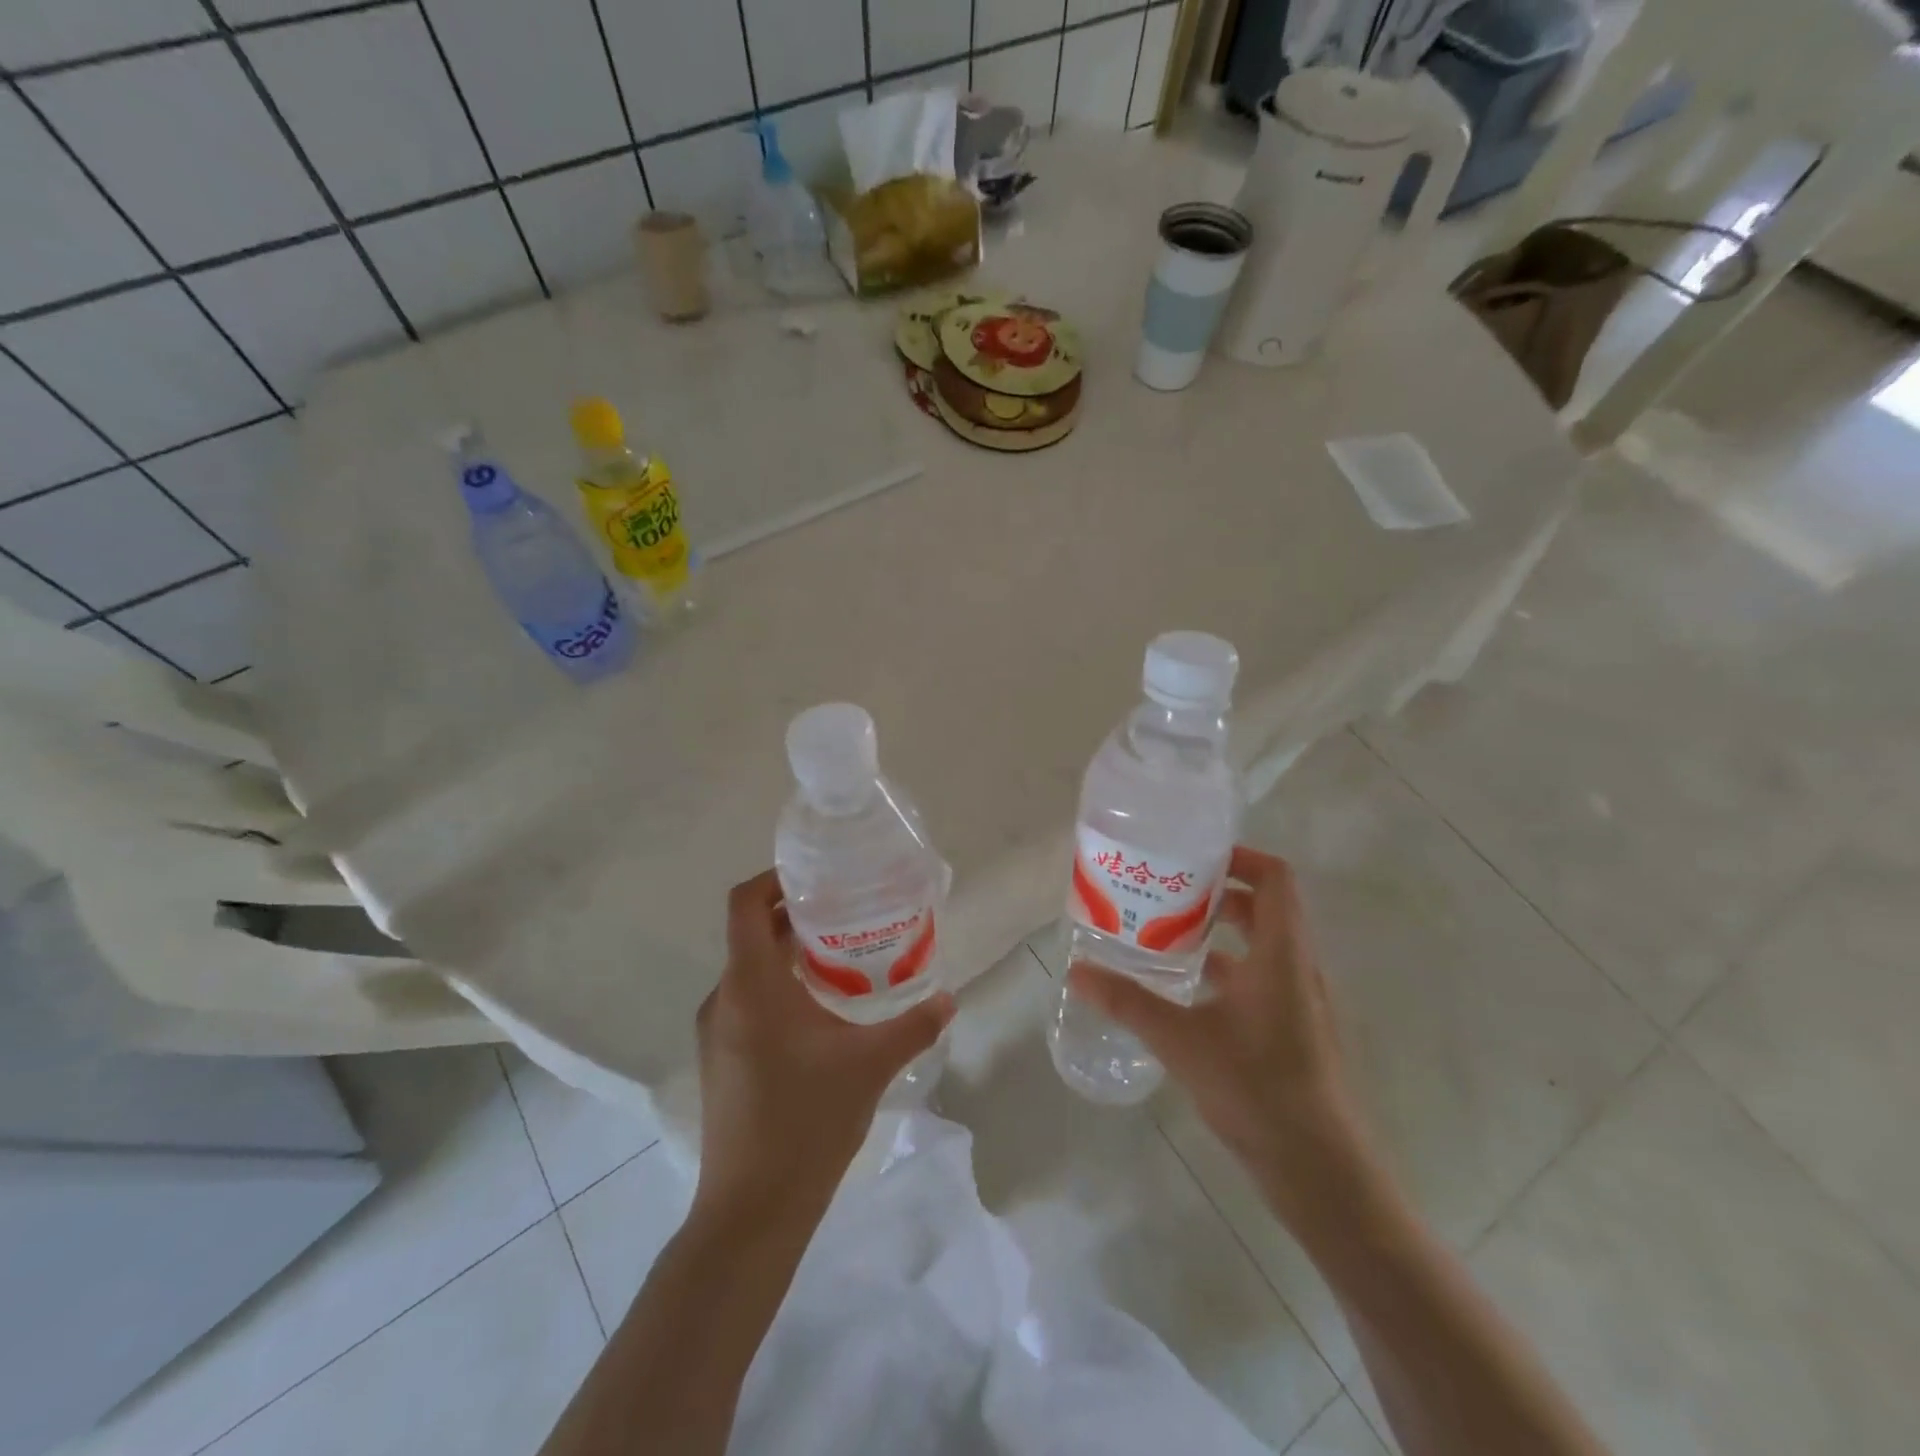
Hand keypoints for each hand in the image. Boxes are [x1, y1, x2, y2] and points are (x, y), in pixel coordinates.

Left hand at [692, 870, 955, 1222]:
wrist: (752, 1211)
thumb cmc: (807, 1122)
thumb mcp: (870, 1065)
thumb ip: (914, 1025)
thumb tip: (949, 998)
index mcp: (751, 986)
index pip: (744, 904)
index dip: (774, 879)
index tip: (818, 878)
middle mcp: (725, 998)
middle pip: (751, 932)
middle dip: (796, 915)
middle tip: (847, 913)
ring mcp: (716, 1031)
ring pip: (751, 969)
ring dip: (790, 953)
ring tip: (842, 957)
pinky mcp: (721, 1058)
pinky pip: (747, 1000)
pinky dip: (780, 986)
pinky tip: (822, 1010)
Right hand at [1067, 846, 1372, 1223]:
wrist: (1322, 1173)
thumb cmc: (1257, 1090)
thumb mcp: (1181, 1040)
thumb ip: (1128, 1002)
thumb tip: (1076, 971)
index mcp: (1282, 954)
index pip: (1275, 878)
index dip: (1240, 857)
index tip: (1193, 858)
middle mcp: (1299, 969)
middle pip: (1266, 908)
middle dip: (1218, 894)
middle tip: (1167, 893)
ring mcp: (1302, 1003)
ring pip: (1264, 946)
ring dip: (1222, 933)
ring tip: (1169, 934)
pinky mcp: (1298, 1032)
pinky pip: (1263, 979)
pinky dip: (1229, 970)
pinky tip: (1189, 992)